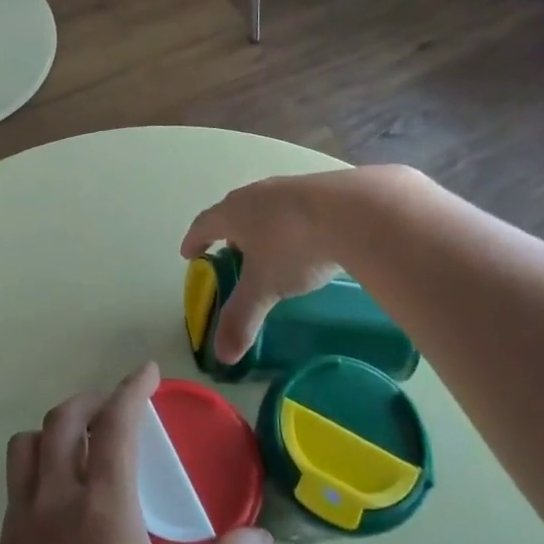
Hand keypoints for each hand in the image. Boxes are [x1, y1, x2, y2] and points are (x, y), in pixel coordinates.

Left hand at [0, 362, 273, 543]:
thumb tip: (263, 539)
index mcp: (104, 508)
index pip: (115, 424)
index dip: (132, 389)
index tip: (147, 372)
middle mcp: (55, 501)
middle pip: (63, 421)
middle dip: (92, 402)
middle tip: (118, 409)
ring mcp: (21, 523)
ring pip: (27, 446)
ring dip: (56, 430)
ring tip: (85, 445)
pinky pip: (16, 484)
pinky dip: (39, 466)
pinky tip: (64, 499)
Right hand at [181, 170, 373, 364]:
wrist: (354, 211)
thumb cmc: (293, 247)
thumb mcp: (264, 288)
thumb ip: (241, 318)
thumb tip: (222, 356)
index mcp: (233, 213)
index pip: (204, 224)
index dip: (194, 240)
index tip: (189, 253)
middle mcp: (256, 194)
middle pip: (234, 211)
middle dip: (230, 233)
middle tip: (231, 252)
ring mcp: (290, 187)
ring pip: (266, 207)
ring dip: (262, 226)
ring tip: (269, 247)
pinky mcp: (322, 188)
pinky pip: (297, 206)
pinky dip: (292, 223)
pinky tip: (307, 239)